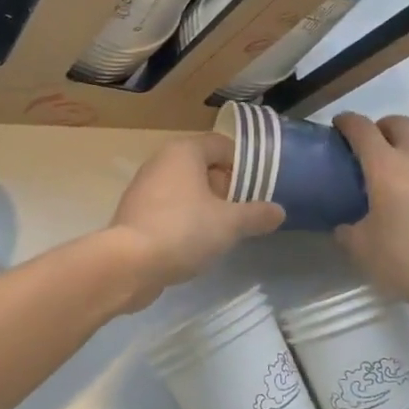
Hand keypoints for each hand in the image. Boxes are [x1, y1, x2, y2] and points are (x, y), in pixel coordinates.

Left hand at [109, 133, 283, 296]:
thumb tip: (278, 211)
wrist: (129, 263)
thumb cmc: (184, 230)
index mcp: (184, 151)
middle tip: (244, 213)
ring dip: (206, 206)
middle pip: (204, 166)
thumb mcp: (230, 223)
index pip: (222, 145)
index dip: (244, 165)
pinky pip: (169, 208)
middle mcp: (161, 161)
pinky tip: (195, 244)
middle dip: (226, 188)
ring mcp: (144, 186)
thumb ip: (257, 215)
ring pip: (186, 189)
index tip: (259, 190)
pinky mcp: (135, 212)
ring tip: (223, 232)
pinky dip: (185, 219)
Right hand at [333, 113, 408, 317]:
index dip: (348, 121)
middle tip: (375, 143)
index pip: (362, 129)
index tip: (339, 125)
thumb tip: (344, 227)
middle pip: (401, 124)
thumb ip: (348, 233)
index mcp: (385, 167)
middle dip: (384, 126)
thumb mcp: (362, 251)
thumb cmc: (408, 260)